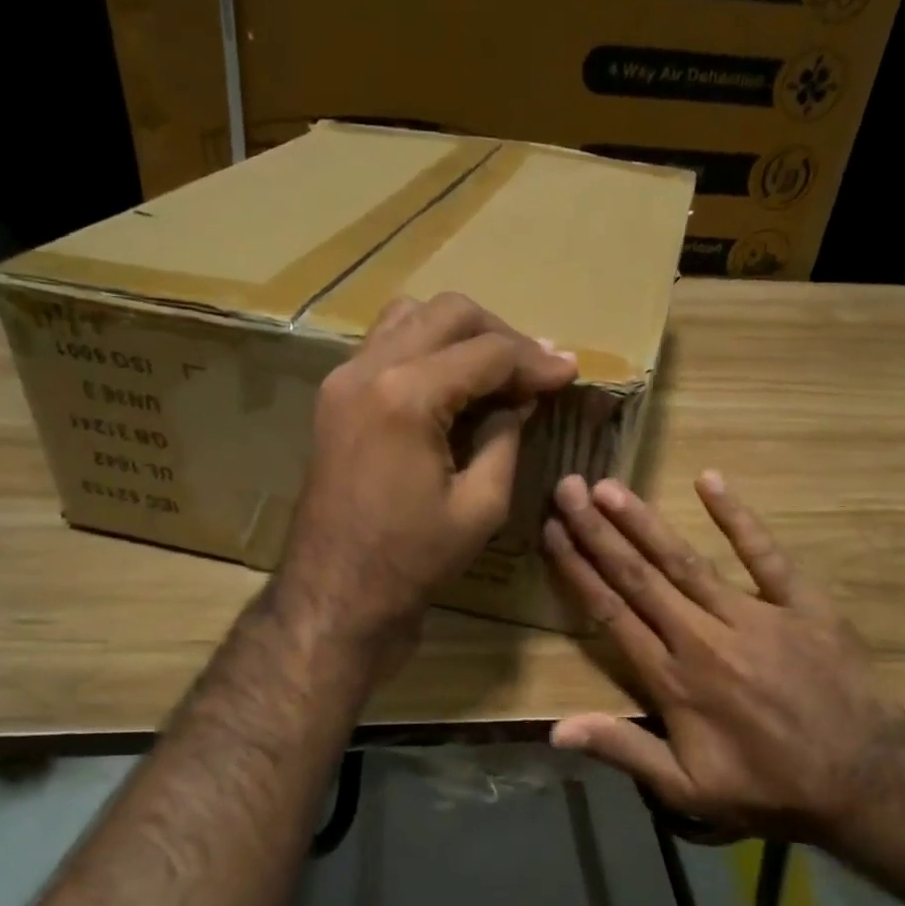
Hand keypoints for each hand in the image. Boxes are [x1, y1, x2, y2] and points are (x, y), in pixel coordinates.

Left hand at [278, 292, 577, 658]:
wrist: (337, 592)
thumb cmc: (413, 560)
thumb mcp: (481, 505)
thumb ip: (505, 438)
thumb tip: (520, 400)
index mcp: (407, 396)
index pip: (487, 353)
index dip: (535, 360)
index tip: (570, 371)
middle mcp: (368, 369)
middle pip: (447, 314)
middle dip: (500, 334)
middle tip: (534, 370)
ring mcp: (343, 379)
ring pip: (410, 317)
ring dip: (459, 334)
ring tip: (495, 370)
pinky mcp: (334, 397)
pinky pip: (385, 345)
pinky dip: (425, 348)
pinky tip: (452, 382)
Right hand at [542, 471, 904, 842]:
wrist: (865, 782)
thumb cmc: (768, 789)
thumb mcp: (688, 789)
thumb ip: (623, 750)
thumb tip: (555, 730)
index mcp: (673, 679)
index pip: (612, 613)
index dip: (578, 571)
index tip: (552, 533)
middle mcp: (703, 637)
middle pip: (640, 576)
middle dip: (598, 531)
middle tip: (567, 488)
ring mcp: (753, 615)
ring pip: (685, 560)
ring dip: (644, 522)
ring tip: (610, 486)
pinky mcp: (800, 604)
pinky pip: (765, 554)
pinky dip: (737, 517)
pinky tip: (709, 480)